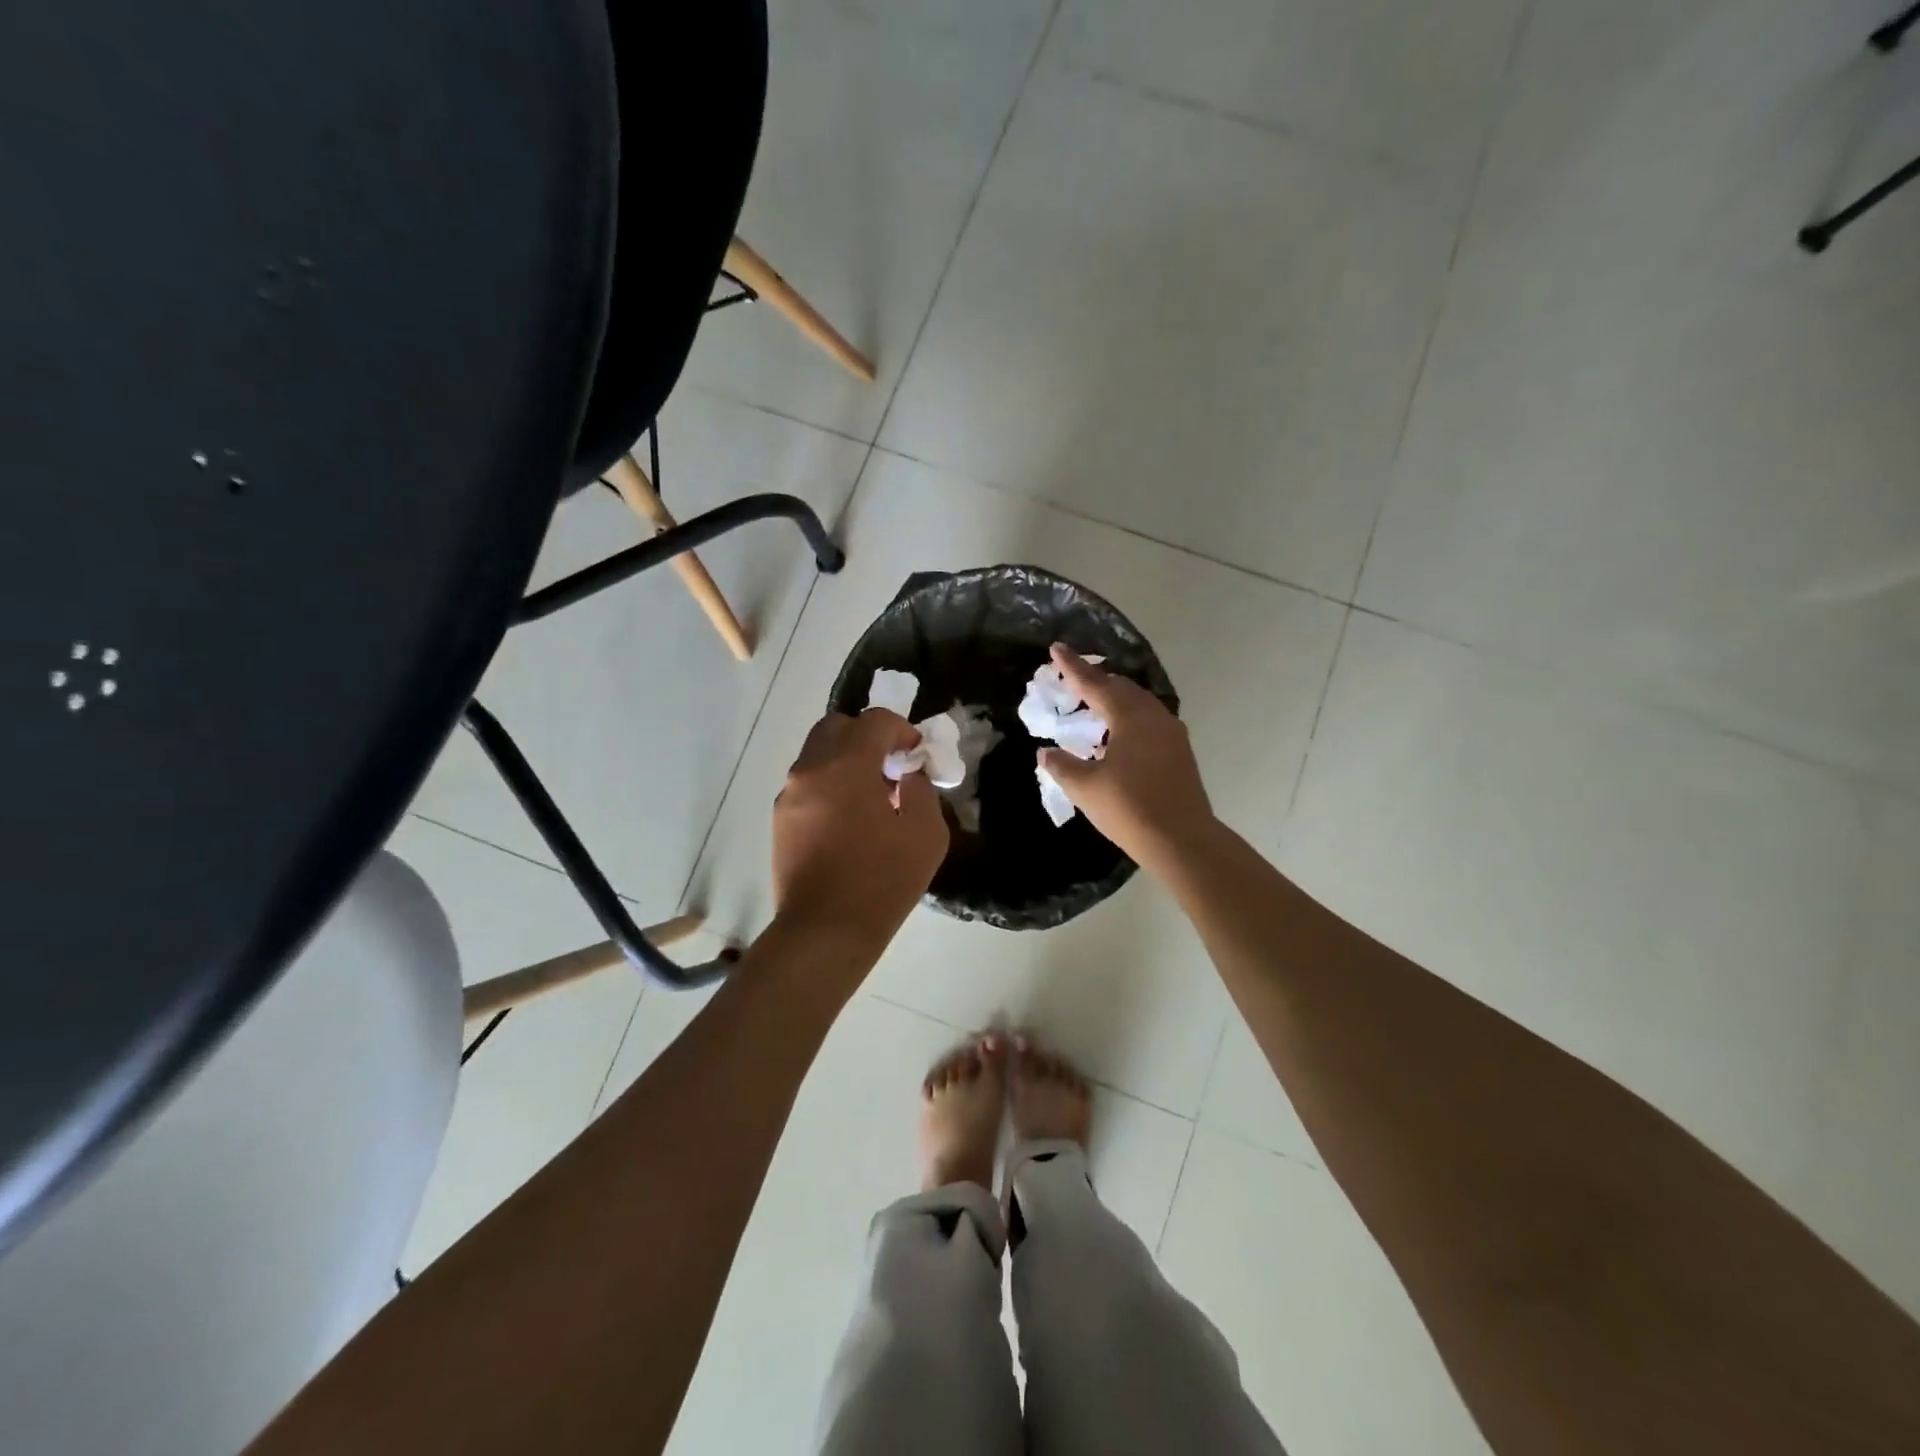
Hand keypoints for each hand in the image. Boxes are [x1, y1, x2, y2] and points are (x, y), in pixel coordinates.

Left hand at [772, 709, 949, 961]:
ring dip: (846, 759)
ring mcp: (789, 794)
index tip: (916, 755)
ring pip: (817, 753)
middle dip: (867, 736)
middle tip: (890, 766)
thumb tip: (907, 774)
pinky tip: (849, 820)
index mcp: (847, 765)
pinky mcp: (779, 819)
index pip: (875, 720)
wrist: (825, 932)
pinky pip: (808, 783)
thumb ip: (920, 788)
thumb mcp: (926, 832)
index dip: (902, 730)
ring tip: (870, 797)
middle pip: (837, 726)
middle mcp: (810, 769)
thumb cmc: (882, 880)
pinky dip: (830, 784)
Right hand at [1037, 645, 1216, 873]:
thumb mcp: (1085, 788)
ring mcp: (1171, 733)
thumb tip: (1046, 752)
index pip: (1095, 684)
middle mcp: (1153, 716)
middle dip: (1095, 680)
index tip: (1056, 649)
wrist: (1182, 840)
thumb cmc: (1129, 808)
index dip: (1072, 667)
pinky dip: (1128, 717)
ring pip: (1138, 703)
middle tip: (1072, 678)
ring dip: (1114, 699)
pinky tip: (1118, 734)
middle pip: (1121, 688)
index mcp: (1129, 716)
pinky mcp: (1179, 751)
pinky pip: (1149, 720)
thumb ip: (1062, 765)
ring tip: (1093, 704)